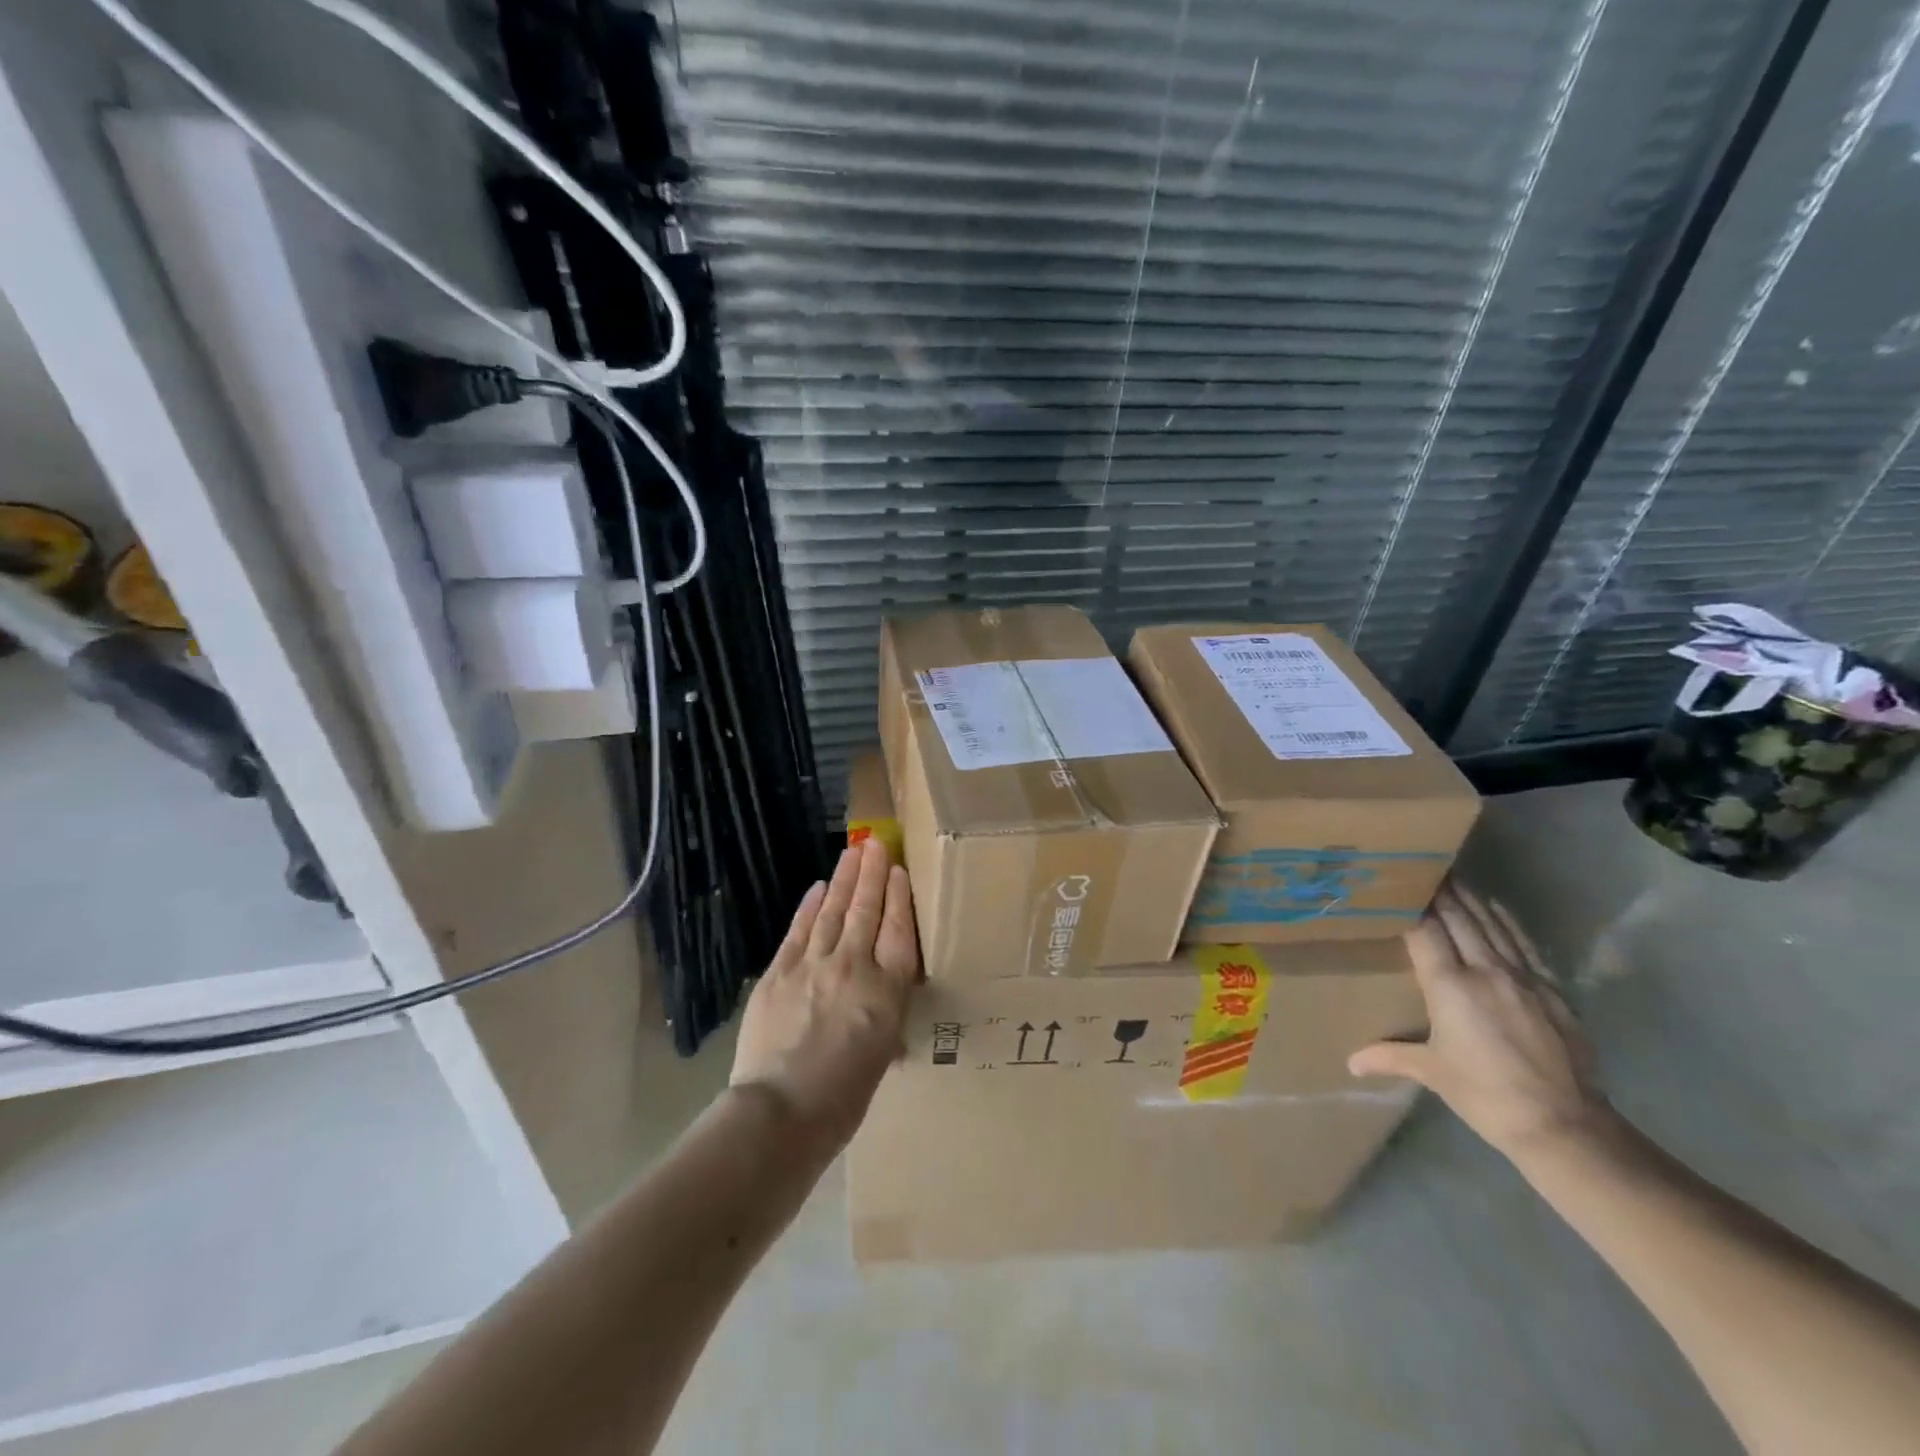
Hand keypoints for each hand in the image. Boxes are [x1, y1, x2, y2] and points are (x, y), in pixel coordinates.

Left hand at [731, 837, 918, 1146]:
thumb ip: (884, 1014)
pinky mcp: (779, 972)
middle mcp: (854, 967)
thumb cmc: (844, 1098)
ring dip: (843, 879)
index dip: (899, 896)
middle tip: (875, 842)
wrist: (781, 1113)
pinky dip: (809, 907)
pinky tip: (817, 888)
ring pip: (833, 912)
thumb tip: (881, 998)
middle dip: (872, 874)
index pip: (899, 930)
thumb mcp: (883, 1054)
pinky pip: (799, 931)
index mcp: (887, 991)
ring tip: (851, 853)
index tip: (897, 870)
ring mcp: (813, 966)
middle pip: (866, 911)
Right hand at [1348, 881, 1607, 1157]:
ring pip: (1491, 925)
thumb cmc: (1486, 1095)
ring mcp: (1523, 978)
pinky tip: (1495, 910)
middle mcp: (1485, 971)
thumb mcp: (1432, 1072)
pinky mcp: (1551, 990)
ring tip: (1453, 876)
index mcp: (1449, 986)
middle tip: (1421, 866)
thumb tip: (1351, 1063)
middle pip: (1459, 918)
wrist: (1566, 1126)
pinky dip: (1504, 922)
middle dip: (1439, 892)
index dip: (1410, 904)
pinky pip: (1521, 944)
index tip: (1396, 882)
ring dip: (1470, 899)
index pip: (1424, 930)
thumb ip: (1389, 1056)